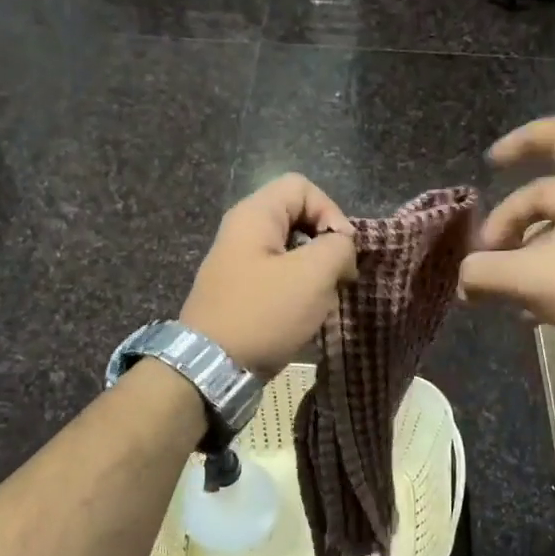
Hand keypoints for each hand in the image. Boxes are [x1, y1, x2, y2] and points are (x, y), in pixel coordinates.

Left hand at [181, 174, 356, 377]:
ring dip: (315, 276)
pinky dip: (298, 294)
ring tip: (322, 303)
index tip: (343, 251)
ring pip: (292, 253)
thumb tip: (342, 247)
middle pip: (298, 219)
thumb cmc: (264, 314)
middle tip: (338, 278)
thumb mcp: (313, 275)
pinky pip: (279, 280)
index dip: (331, 211)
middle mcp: (242, 233)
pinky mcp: (240, 294)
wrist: (212, 368)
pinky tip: (305, 319)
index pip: (302, 187)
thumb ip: (338, 247)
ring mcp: (238, 265)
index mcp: (254, 216)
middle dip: (325, 247)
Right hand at [459, 116, 554, 348]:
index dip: (522, 140)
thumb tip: (463, 277)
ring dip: (521, 254)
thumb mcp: (532, 278)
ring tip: (500, 290)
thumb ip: (486, 272)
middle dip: (506, 224)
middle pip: (543, 195)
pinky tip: (527, 311)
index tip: (491, 165)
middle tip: (485, 261)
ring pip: (554, 231)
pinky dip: (543, 275)